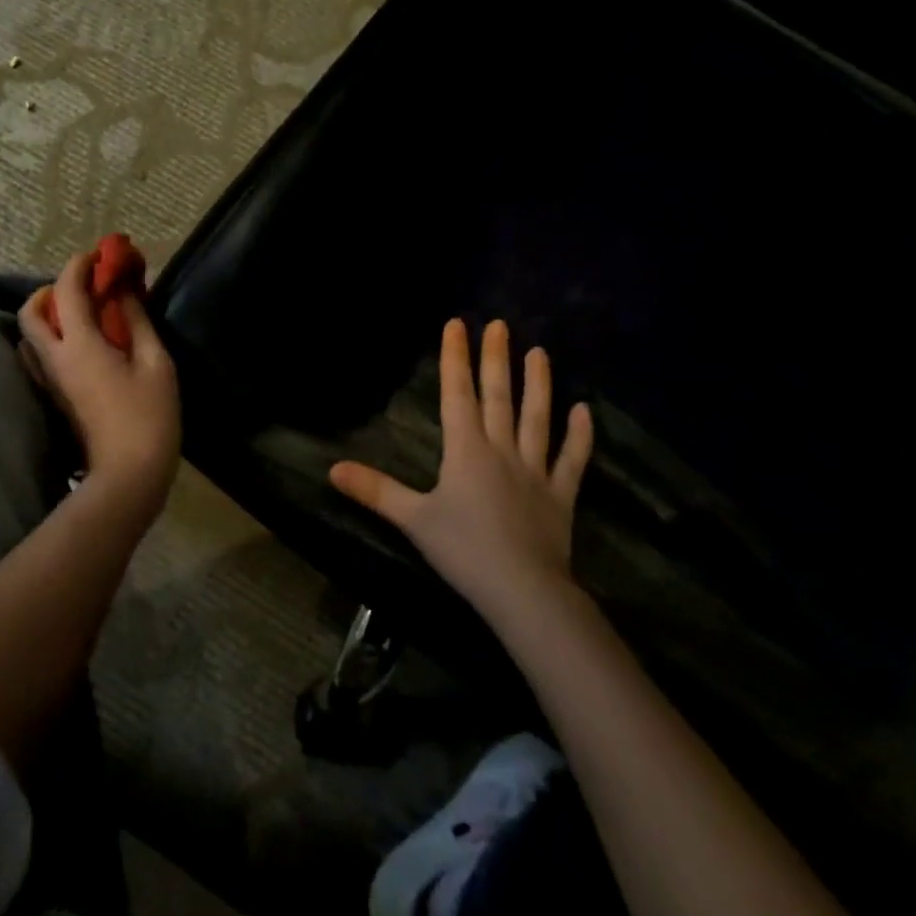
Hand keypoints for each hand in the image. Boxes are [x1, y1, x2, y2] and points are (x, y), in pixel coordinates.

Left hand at [18, 251, 180, 506]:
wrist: (128, 473)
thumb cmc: (150, 415)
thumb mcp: (155, 362)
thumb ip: (137, 321)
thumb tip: (123, 291)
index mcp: (80, 345)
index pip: (65, 290)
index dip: (79, 265)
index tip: (98, 255)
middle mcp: (55, 359)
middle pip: (31, 311)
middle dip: (52, 289)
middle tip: (84, 286)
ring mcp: (50, 380)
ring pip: (30, 336)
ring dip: (48, 314)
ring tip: (81, 313)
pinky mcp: (55, 397)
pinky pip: (39, 356)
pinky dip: (52, 337)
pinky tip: (81, 342)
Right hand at [330, 319, 592, 623]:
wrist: (523, 591)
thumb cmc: (463, 551)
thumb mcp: (412, 519)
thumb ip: (375, 490)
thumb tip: (332, 469)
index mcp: (465, 450)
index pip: (457, 394)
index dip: (454, 358)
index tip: (456, 324)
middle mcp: (501, 449)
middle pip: (498, 396)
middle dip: (495, 359)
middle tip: (499, 325)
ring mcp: (535, 470)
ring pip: (536, 418)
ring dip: (538, 384)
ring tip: (539, 352)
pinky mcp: (561, 495)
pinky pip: (572, 459)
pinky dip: (579, 436)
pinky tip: (584, 411)